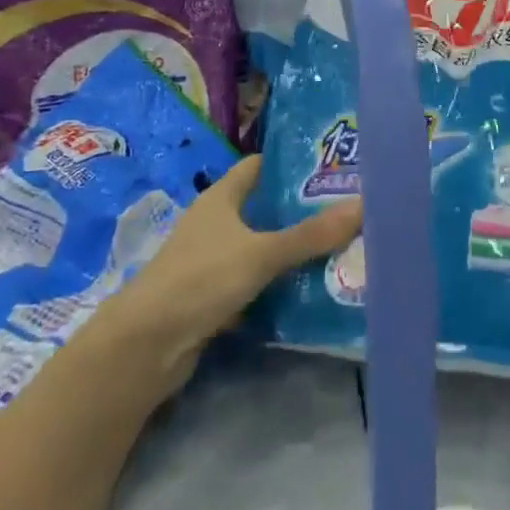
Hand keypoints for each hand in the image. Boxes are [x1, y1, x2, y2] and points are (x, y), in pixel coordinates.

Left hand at [103, 154, 362, 393]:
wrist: (147, 345)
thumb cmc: (202, 279)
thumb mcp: (262, 253)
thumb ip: (310, 235)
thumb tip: (363, 205)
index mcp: (221, 197)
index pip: (259, 166)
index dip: (290, 164)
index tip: (329, 167)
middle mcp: (215, 222)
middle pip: (263, 207)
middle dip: (300, 210)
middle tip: (346, 210)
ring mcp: (211, 260)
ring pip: (260, 246)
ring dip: (291, 250)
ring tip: (339, 248)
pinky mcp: (212, 295)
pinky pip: (253, 281)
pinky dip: (276, 284)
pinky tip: (308, 289)